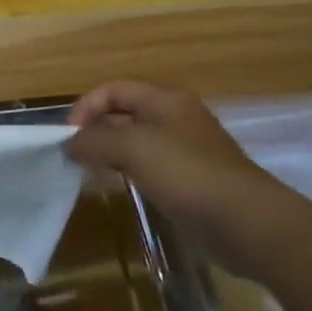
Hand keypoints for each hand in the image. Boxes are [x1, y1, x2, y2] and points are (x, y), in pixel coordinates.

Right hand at [65, 81, 297, 276]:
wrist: (244, 220)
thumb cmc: (185, 172)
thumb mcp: (132, 147)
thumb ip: (95, 140)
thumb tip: (70, 144)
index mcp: (164, 99)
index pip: (113, 90)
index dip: (86, 107)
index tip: (68, 136)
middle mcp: (174, 118)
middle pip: (123, 114)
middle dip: (95, 131)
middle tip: (73, 157)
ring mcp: (184, 149)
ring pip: (134, 142)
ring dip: (109, 153)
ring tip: (89, 172)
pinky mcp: (189, 179)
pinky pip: (148, 166)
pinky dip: (127, 172)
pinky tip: (117, 188)